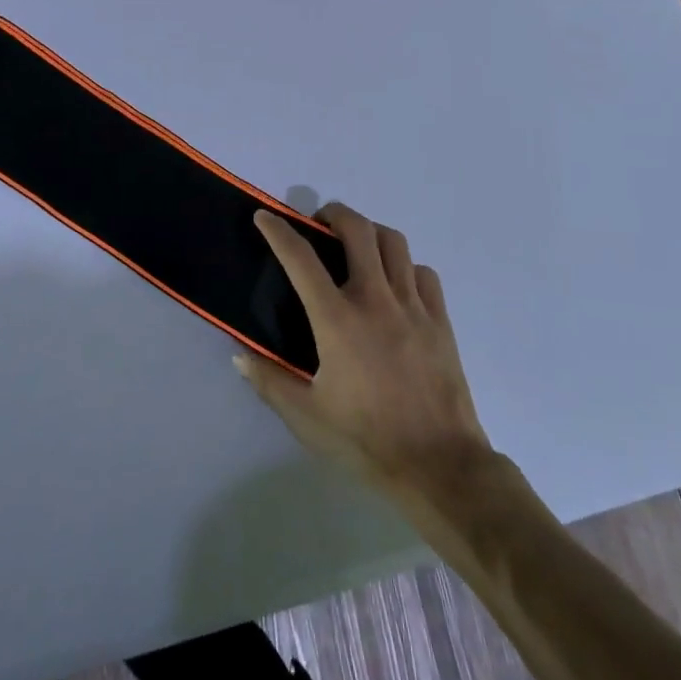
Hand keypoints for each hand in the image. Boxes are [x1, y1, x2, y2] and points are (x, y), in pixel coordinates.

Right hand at [237, 203, 491, 503]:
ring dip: (371, 233)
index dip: (278, 231)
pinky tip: (396, 283)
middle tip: (320, 224)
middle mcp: (375, 299)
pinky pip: (423, 273)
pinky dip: (405, 266)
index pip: (301, 259)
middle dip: (334, 214)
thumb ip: (270, 382)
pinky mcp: (440, 319)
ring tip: (358, 246)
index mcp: (337, 320)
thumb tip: (240, 355)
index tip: (264, 217)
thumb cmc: (366, 441)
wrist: (439, 465)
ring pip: (394, 242)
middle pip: (357, 230)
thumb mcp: (307, 418)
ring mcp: (412, 306)